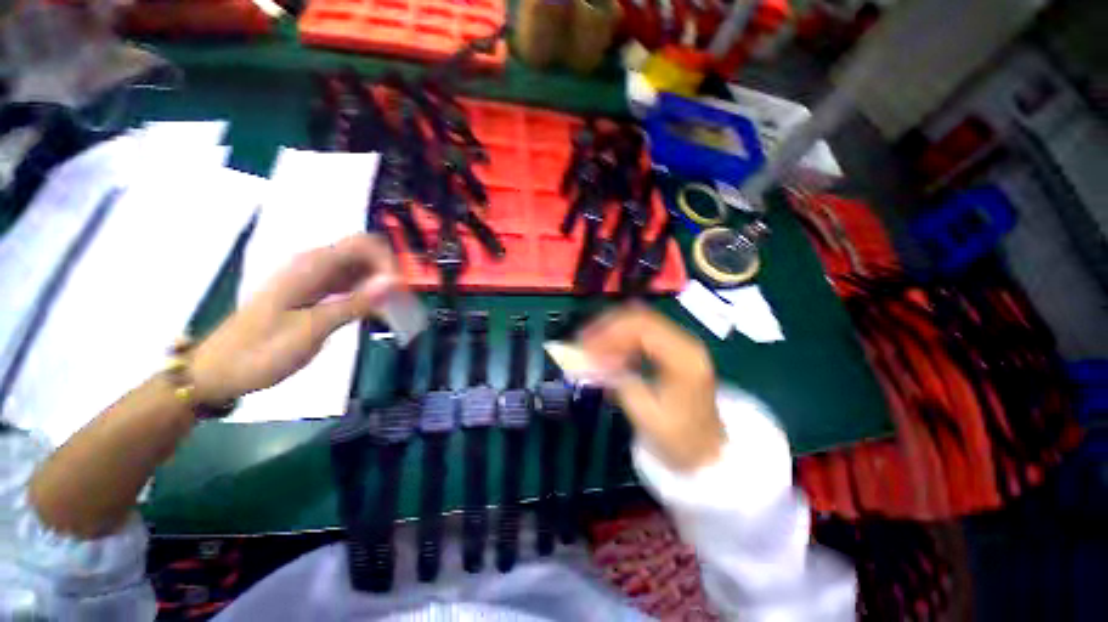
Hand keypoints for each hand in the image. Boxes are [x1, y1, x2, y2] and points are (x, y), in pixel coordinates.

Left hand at [190, 235, 401, 404]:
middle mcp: (313, 266)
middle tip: (402, 300)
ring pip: (359, 269)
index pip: (363, 245)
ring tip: (395, 308)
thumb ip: (355, 303)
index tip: (401, 289)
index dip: (388, 261)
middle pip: (364, 254)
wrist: (220, 371)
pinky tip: (376, 312)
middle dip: (388, 272)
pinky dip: (368, 294)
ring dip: (381, 284)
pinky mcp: (315, 294)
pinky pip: (350, 285)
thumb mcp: (312, 329)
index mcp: (310, 266)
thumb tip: (394, 282)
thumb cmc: (262, 351)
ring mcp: (314, 280)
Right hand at [580, 305, 723, 471]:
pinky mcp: (672, 348)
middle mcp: (685, 342)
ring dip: (612, 330)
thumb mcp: (646, 414)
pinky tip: (607, 350)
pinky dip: (620, 337)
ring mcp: (680, 342)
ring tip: (589, 345)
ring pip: (639, 321)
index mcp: (684, 357)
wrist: (706, 451)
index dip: (609, 332)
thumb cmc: (679, 438)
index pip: (642, 328)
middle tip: (582, 342)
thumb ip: (619, 381)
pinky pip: (641, 332)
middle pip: (640, 318)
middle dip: (607, 327)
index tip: (585, 344)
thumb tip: (590, 359)